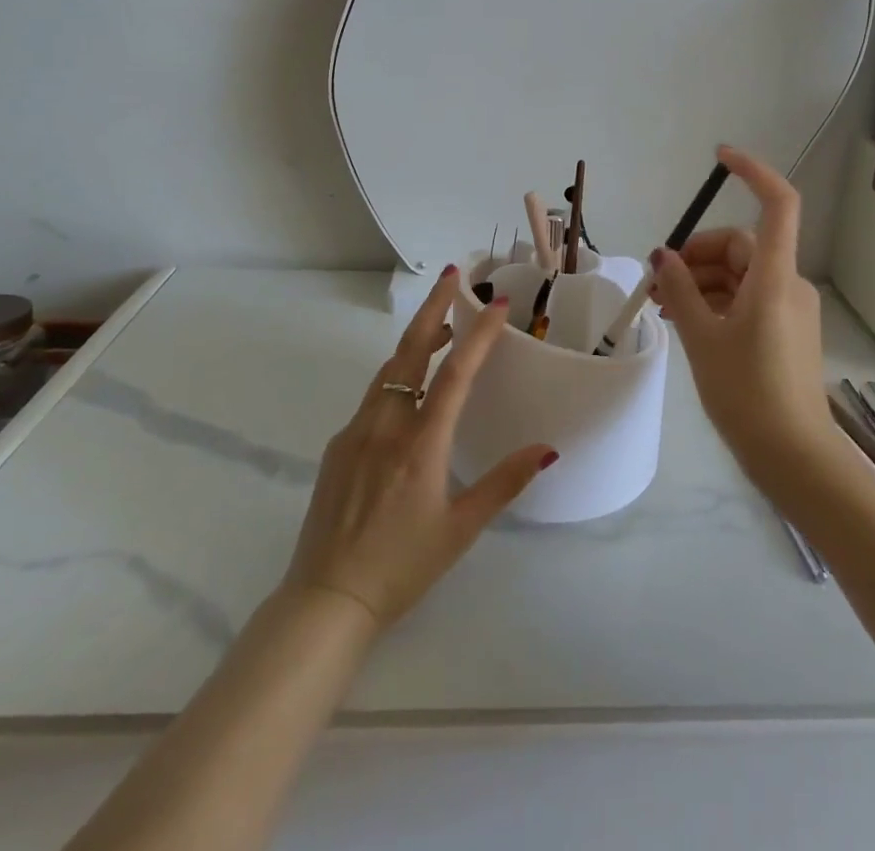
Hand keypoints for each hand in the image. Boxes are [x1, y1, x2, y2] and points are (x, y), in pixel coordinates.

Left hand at [282, 268, 556, 629]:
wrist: (326, 599)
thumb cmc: (402, 566)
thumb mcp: (461, 529)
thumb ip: (504, 483)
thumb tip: (548, 449)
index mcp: (420, 443)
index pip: (455, 373)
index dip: (479, 334)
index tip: (497, 302)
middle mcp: (386, 425)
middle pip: (411, 350)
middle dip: (434, 307)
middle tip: (453, 274)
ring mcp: (356, 431)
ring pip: (389, 369)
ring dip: (416, 339)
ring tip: (443, 325)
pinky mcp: (339, 445)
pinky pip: (373, 396)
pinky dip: (397, 374)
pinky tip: (410, 390)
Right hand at [650, 146, 830, 477]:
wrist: (794, 458)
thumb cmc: (747, 394)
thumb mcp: (702, 338)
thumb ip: (680, 291)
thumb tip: (662, 256)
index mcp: (774, 277)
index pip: (777, 204)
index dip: (753, 172)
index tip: (719, 158)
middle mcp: (788, 284)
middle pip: (741, 246)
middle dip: (696, 255)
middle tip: (657, 280)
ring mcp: (789, 308)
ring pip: (740, 274)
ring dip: (700, 281)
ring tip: (661, 305)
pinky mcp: (785, 331)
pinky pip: (746, 299)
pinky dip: (715, 301)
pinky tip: (685, 320)